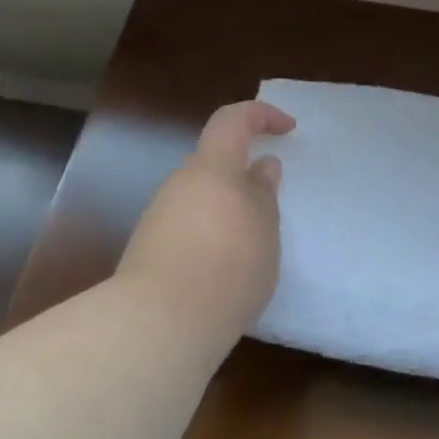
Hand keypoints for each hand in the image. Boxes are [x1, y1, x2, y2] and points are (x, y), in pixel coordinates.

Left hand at [118, 100, 295, 330]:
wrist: (159, 323)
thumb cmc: (227, 266)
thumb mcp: (265, 229)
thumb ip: (264, 193)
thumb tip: (262, 166)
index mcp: (212, 167)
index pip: (233, 119)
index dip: (261, 114)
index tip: (288, 129)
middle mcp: (180, 183)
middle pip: (215, 162)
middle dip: (244, 175)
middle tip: (271, 204)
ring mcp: (160, 215)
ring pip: (201, 197)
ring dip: (228, 209)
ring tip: (252, 246)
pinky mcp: (149, 247)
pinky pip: (188, 226)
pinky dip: (211, 234)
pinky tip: (224, 269)